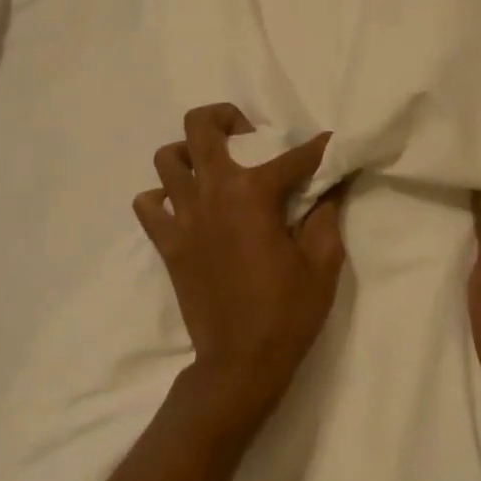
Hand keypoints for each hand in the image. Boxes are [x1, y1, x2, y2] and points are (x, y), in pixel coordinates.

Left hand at [133, 104, 348, 427]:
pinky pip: (148, 204)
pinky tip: (185, 206)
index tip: (330, 144)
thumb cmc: (288, 313)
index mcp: (253, 194)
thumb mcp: (323, 263)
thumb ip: (327, 214)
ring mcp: (183, 216)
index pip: (293, 156)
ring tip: (213, 168)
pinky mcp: (167, 242)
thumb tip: (332, 184)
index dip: (318, 148)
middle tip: (248, 134)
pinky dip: (161, 196)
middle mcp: (212, 192)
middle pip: (200, 127)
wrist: (240, 364)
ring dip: (189, 153)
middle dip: (226, 116)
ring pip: (167, 158)